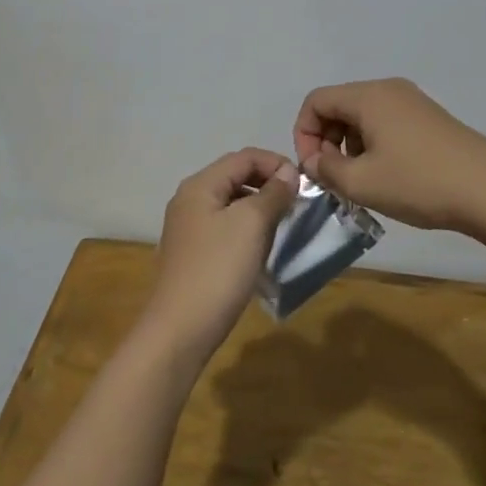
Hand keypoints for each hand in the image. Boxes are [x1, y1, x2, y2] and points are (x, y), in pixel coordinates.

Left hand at [138, 148, 298, 365]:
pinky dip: (246, 227)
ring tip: (284, 224)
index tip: (304, 184)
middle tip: (297, 203)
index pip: (243, 157)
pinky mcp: (192, 252)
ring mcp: (188, 227)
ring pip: (231, 203)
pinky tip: (261, 247)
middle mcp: (189, 199)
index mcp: (200, 185)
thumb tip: (288, 172)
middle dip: (268, 184)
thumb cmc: (218, 269)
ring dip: (259, 206)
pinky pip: (224, 226)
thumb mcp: (251, 224)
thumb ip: (272, 193)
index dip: (276, 163)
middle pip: (235, 176)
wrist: (181, 329)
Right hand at [292, 78, 485, 234]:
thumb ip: (325, 169)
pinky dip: (373, 145)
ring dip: (350, 146)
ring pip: (362, 117)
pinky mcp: (429, 119)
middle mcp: (389, 90)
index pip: (316, 101)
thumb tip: (314, 160)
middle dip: (326, 140)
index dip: (303, 134)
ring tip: (361, 181)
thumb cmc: (419, 183)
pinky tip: (388, 176)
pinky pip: (386, 123)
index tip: (313, 168)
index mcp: (368, 96)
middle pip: (339, 106)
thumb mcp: (361, 182)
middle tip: (334, 177)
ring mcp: (413, 102)